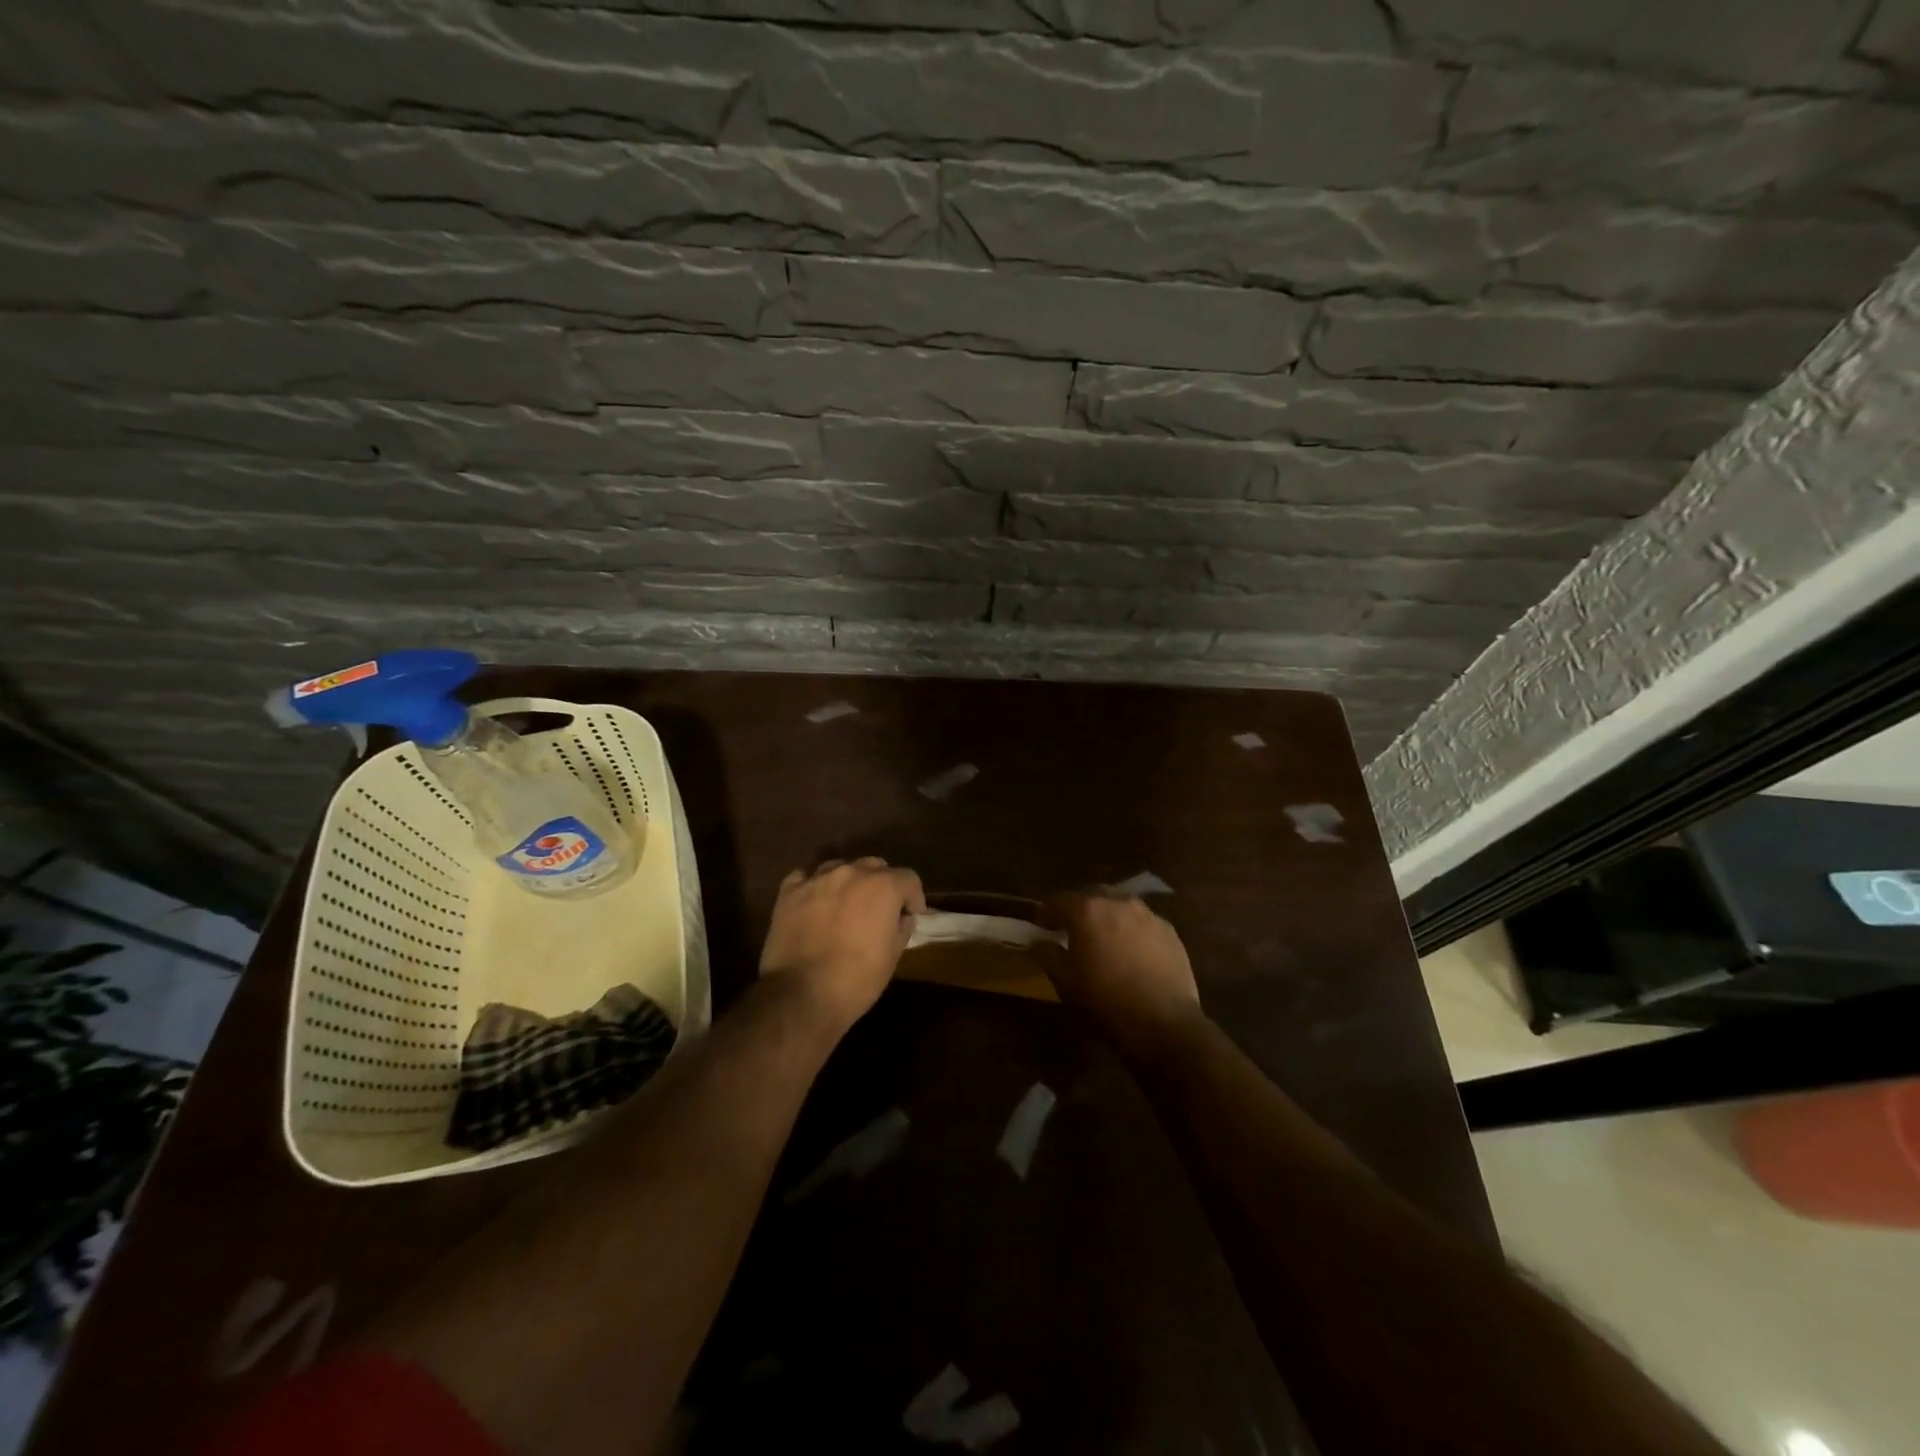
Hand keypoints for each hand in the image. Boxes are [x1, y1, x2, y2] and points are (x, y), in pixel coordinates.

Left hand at [759, 857, 925, 1032]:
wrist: (802, 995)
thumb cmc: (857, 980)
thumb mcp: (892, 957)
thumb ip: (901, 928)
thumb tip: (902, 917)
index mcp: (882, 886)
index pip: (908, 878)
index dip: (913, 897)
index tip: (911, 914)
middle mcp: (851, 873)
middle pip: (874, 866)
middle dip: (882, 884)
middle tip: (879, 909)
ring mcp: (817, 879)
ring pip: (840, 867)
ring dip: (849, 882)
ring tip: (846, 904)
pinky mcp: (789, 892)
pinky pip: (806, 877)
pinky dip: (814, 886)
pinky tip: (815, 902)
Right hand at [1040, 891, 1204, 1060]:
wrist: (1164, 1021)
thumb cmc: (1106, 999)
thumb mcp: (1065, 981)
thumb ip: (1047, 954)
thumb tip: (1039, 942)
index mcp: (1087, 910)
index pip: (1057, 900)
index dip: (1046, 913)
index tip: (1041, 928)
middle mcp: (1117, 901)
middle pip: (1090, 894)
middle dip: (1078, 908)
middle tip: (1072, 930)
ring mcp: (1147, 913)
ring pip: (1119, 904)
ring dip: (1106, 915)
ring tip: (1103, 938)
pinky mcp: (1168, 929)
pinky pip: (1141, 920)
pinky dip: (1130, 928)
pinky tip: (1131, 951)